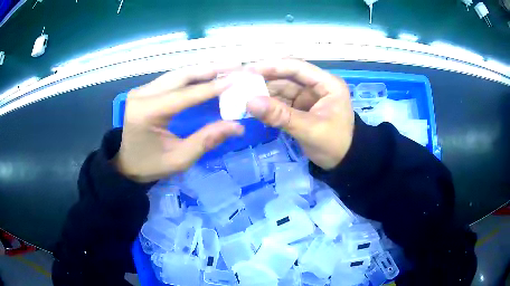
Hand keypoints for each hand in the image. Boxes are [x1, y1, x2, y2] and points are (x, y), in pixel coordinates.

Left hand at [114, 65, 244, 182]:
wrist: (126, 164)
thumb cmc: (149, 165)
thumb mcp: (178, 160)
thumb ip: (206, 140)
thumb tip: (237, 126)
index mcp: (146, 112)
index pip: (184, 95)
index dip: (212, 87)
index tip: (237, 80)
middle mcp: (142, 95)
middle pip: (181, 76)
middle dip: (210, 70)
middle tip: (235, 66)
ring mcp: (142, 90)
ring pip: (177, 74)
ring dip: (203, 70)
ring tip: (227, 67)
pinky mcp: (145, 90)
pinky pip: (172, 79)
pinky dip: (192, 76)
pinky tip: (208, 74)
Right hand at [246, 59, 354, 169]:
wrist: (344, 163)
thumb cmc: (334, 144)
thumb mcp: (309, 129)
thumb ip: (280, 116)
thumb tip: (249, 102)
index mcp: (327, 84)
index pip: (297, 67)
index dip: (272, 66)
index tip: (248, 69)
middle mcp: (318, 86)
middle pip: (287, 77)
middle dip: (265, 80)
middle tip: (240, 83)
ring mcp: (309, 97)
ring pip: (283, 89)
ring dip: (264, 93)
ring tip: (242, 96)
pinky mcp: (302, 108)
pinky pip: (283, 102)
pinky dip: (269, 105)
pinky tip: (254, 107)